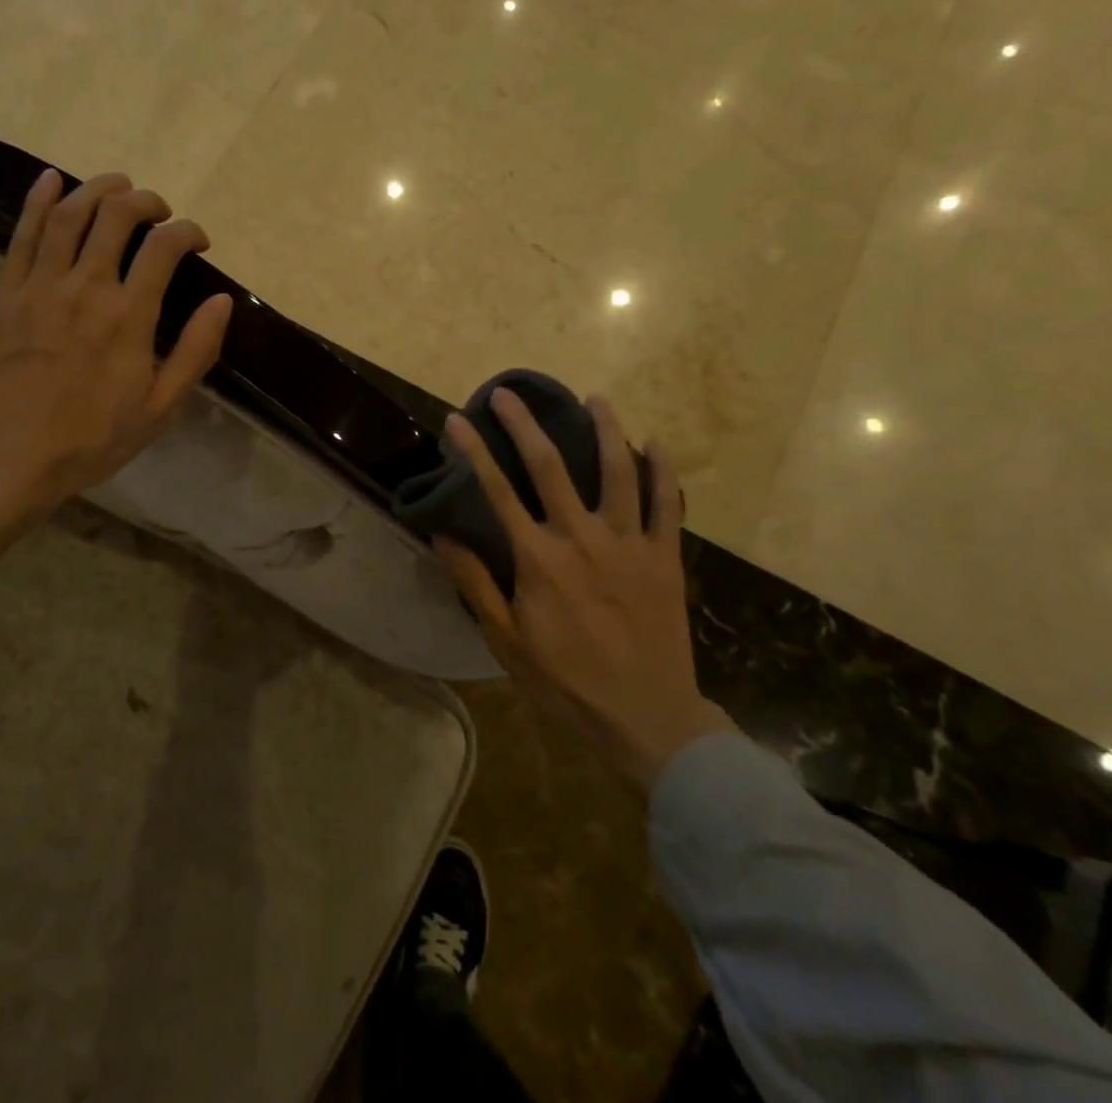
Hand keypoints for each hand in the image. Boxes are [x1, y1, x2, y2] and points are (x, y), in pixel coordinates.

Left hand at [0, 169, 232, 576]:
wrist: (7, 460)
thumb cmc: (91, 440)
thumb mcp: (160, 408)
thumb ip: (195, 352)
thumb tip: (222, 302)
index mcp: (128, 317)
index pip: (164, 248)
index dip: (188, 232)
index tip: (198, 241)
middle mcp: (85, 287)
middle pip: (116, 217)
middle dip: (145, 201)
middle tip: (159, 209)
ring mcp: (38, 286)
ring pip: (69, 215)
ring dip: (97, 189)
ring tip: (117, 185)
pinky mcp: (3, 293)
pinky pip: (22, 234)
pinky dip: (38, 201)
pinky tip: (51, 181)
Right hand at [434, 389, 731, 792]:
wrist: (645, 717)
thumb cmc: (566, 681)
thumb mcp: (507, 640)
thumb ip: (476, 584)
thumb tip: (443, 537)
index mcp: (539, 559)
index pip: (497, 491)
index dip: (474, 452)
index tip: (457, 419)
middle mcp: (583, 538)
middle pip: (551, 466)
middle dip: (525, 424)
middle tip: (509, 394)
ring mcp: (629, 543)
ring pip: (619, 471)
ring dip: (606, 429)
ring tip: (595, 399)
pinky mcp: (666, 557)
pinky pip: (668, 504)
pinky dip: (663, 471)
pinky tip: (656, 444)